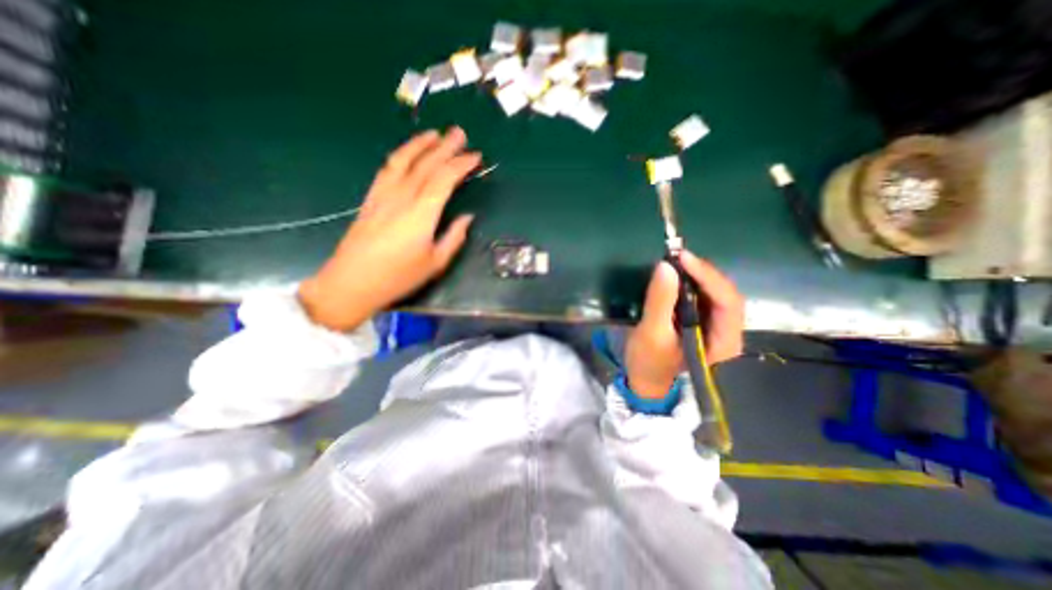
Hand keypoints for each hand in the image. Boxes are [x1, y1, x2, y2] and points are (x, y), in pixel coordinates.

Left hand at [297, 126, 480, 332]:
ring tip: (434, 134)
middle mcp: (402, 196)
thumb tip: (467, 217)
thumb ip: (454, 237)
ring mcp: (383, 195)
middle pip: (426, 164)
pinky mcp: (371, 199)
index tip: (476, 156)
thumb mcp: (435, 263)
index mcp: (422, 213)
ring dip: (420, 144)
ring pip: (403, 160)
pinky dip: (400, 156)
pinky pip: (387, 169)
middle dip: (446, 147)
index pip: (445, 179)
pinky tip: (407, 154)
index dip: (461, 164)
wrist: (352, 282)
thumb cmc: (399, 276)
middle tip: (460, 133)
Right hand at [627, 252, 741, 399]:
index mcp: (723, 342)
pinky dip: (690, 284)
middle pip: (725, 295)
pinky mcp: (702, 323)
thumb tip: (666, 266)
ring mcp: (715, 327)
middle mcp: (727, 333)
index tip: (682, 258)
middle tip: (678, 258)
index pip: (727, 302)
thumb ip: (660, 301)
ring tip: (676, 263)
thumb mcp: (651, 333)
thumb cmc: (649, 364)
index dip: (708, 276)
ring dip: (697, 276)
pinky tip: (677, 277)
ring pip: (715, 294)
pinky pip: (703, 298)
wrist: (646, 383)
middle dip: (703, 273)